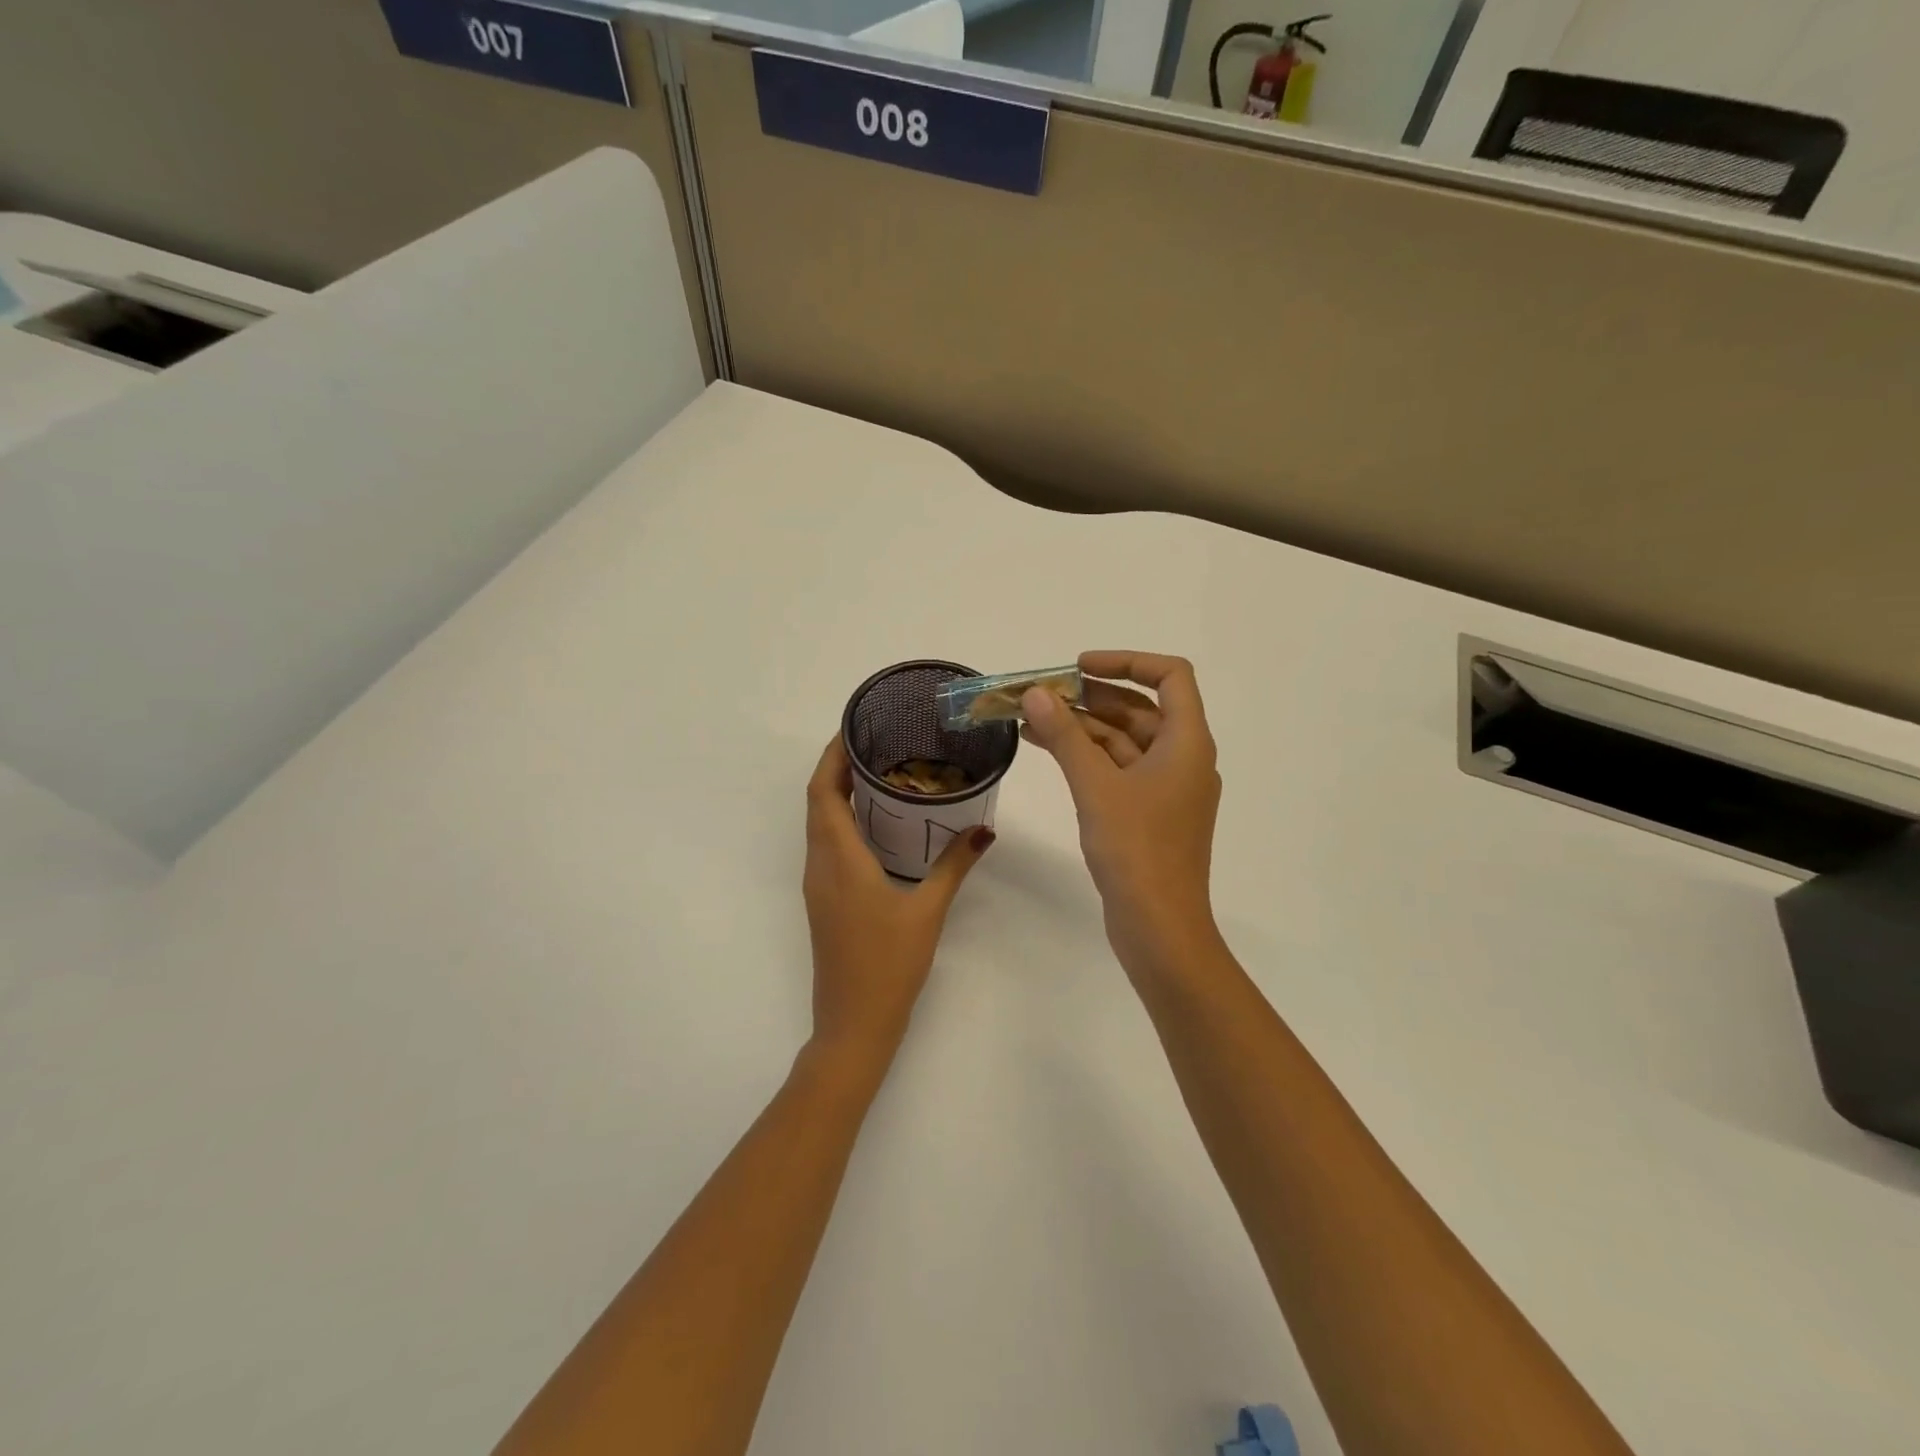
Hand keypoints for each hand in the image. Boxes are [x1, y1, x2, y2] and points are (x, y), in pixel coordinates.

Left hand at [802, 735, 993, 1058]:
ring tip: (878, 771)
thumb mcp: (928, 911)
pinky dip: (842, 820)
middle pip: (817, 801)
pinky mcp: (824, 899)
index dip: (831, 756)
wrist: (854, 1023)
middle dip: (837, 767)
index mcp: (839, 860)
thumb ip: (954, 865)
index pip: (822, 792)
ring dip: (837, 793)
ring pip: (819, 823)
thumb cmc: (888, 965)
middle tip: (874, 742)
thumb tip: (984, 829)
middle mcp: (820, 865)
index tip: (854, 728)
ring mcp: (818, 884)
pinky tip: (876, 822)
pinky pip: (826, 844)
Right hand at [1021, 651, 1222, 975]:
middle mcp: (1183, 758)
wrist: (1160, 928)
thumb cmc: (1137, 850)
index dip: (1126, 661)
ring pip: (1125, 740)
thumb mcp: (1095, 786)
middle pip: (1141, 708)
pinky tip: (1048, 750)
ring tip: (1031, 718)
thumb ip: (1065, 736)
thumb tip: (1035, 694)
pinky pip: (1118, 769)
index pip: (1170, 676)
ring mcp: (1166, 788)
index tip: (1078, 668)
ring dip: (1082, 727)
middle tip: (1041, 693)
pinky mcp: (1149, 814)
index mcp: (1188, 742)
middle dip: (1091, 696)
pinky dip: (1087, 756)